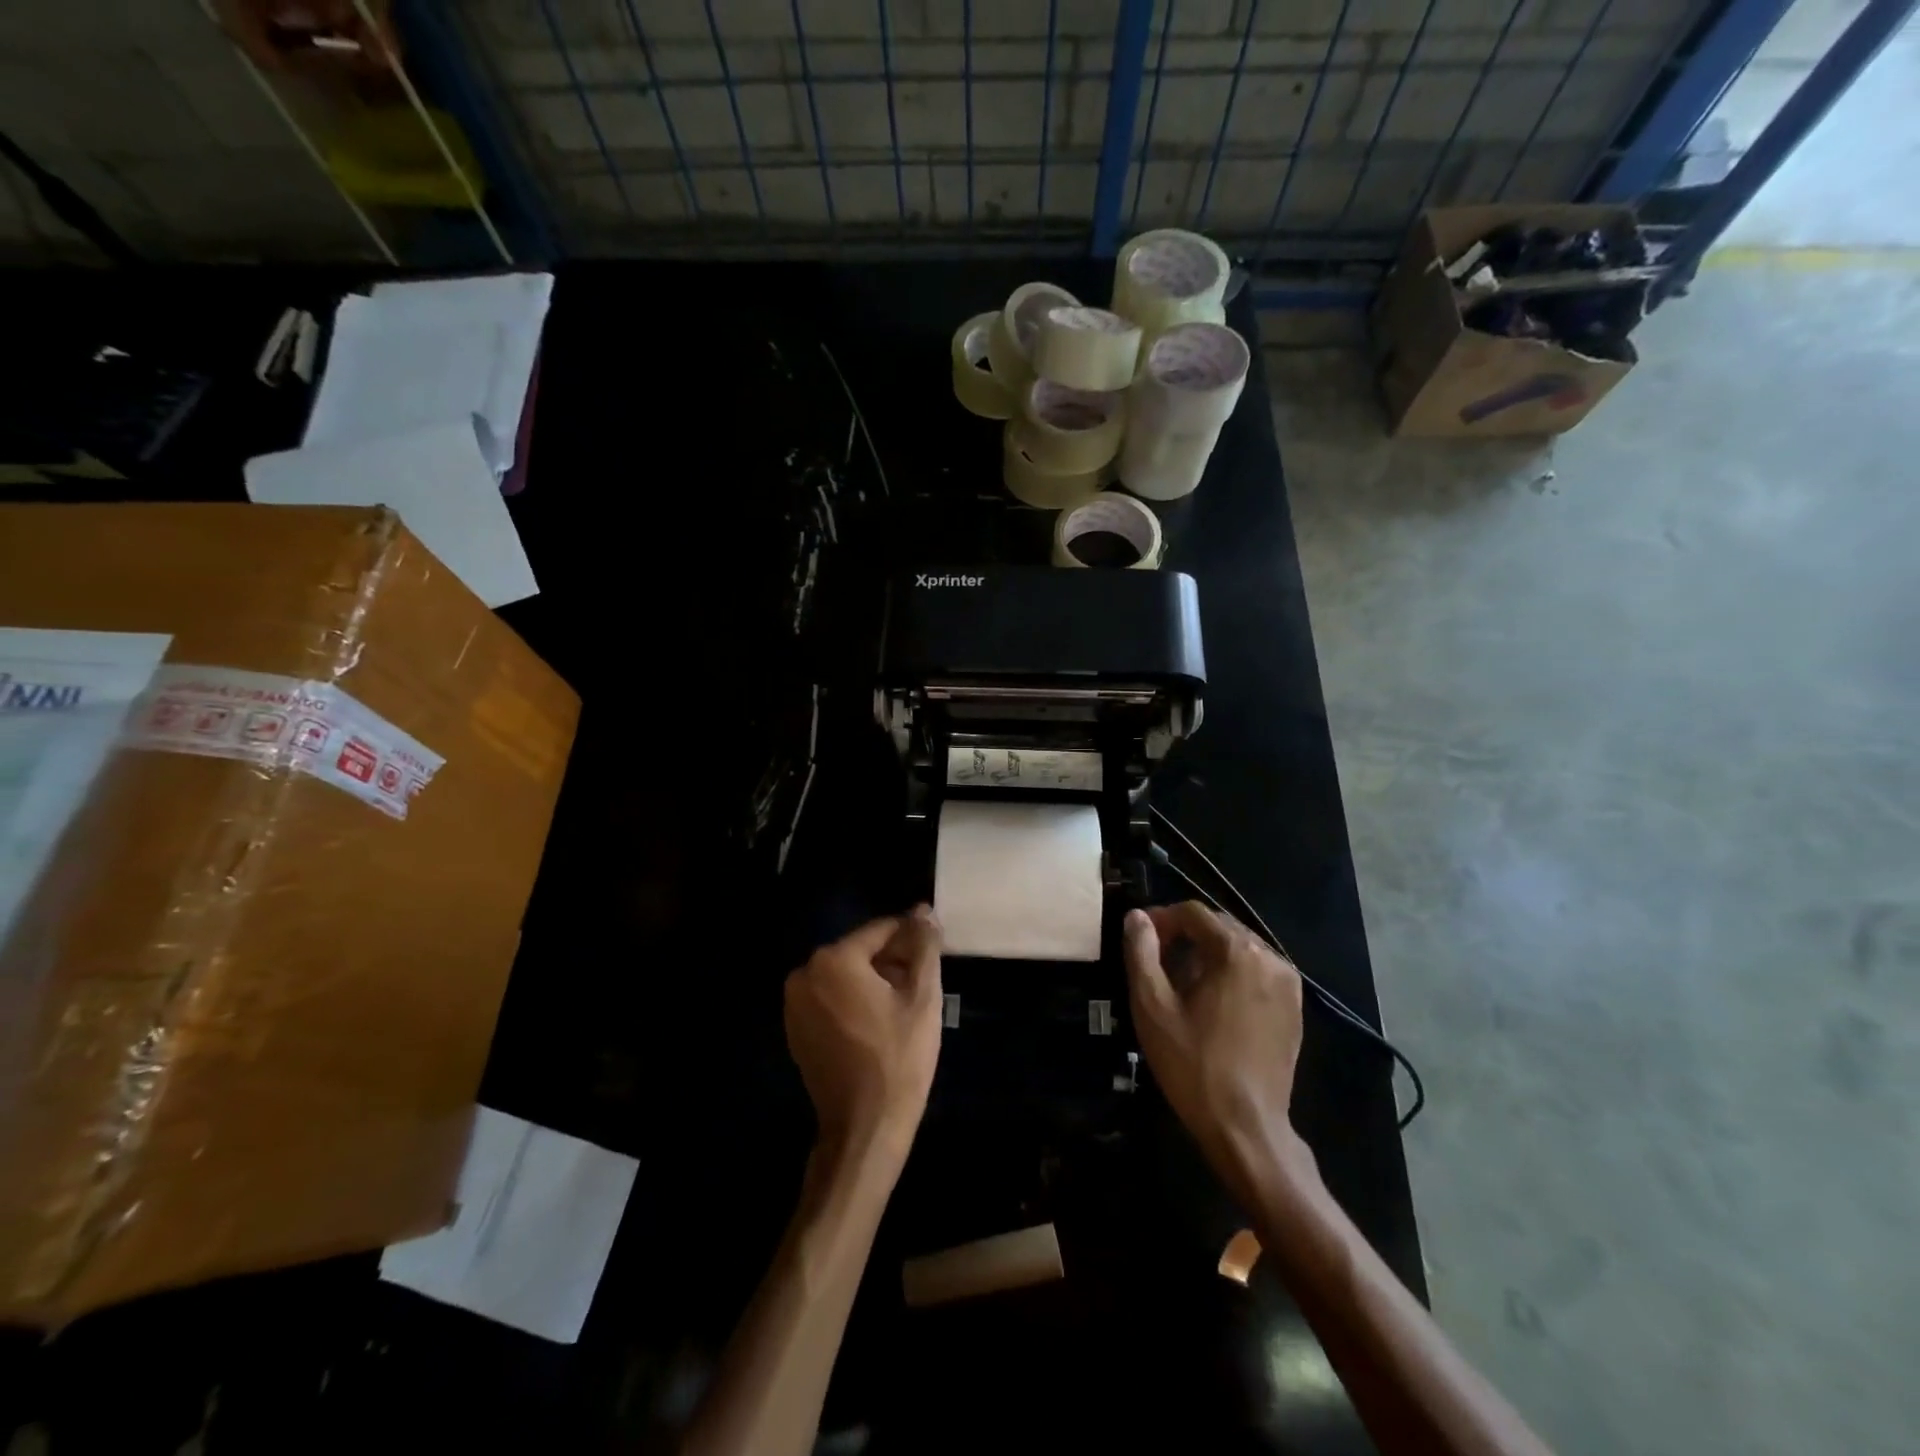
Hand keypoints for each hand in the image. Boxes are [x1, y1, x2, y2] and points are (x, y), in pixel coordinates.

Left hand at [785, 908, 943, 1163]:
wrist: (865, 1128)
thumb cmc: (898, 1058)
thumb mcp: (922, 997)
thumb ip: (924, 946)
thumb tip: (923, 910)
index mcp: (834, 960)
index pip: (882, 931)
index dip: (912, 940)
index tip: (934, 957)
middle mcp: (805, 973)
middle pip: (861, 951)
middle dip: (893, 961)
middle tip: (922, 987)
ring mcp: (794, 1003)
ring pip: (846, 975)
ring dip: (875, 981)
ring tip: (904, 1007)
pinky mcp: (795, 1028)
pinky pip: (831, 998)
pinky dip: (854, 1001)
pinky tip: (880, 1024)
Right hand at [1124, 902, 1313, 1198]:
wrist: (1246, 1127)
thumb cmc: (1193, 1064)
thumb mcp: (1152, 1006)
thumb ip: (1141, 952)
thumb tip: (1137, 917)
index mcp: (1236, 951)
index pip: (1193, 913)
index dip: (1162, 919)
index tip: (1139, 940)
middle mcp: (1270, 957)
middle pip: (1219, 927)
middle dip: (1184, 936)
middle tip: (1155, 963)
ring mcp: (1288, 983)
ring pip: (1239, 949)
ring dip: (1207, 955)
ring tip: (1181, 984)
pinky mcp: (1294, 1008)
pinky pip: (1257, 972)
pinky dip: (1231, 974)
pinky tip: (1212, 1004)